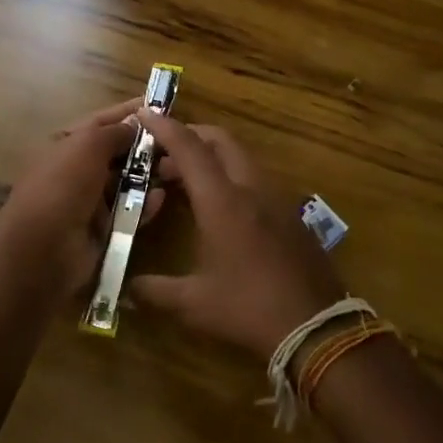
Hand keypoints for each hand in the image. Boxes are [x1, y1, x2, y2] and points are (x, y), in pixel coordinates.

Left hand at [0, 98, 165, 300]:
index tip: (162, 106)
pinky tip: (162, 198)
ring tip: (177, 168)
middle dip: (145, 146)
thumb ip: (115, 131)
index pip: (102, 121)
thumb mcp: (88, 145)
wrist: (43, 250)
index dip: (130, 113)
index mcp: (66, 143)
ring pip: (126, 181)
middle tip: (179, 141)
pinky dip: (146, 204)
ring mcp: (89, 200)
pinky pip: (130, 211)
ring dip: (149, 175)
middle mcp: (77, 169)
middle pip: (117, 151)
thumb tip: (137, 121)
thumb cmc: (63, 185)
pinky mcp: (103, 229)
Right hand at [127, 110, 344, 359]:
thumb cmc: (249, 309)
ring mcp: (275, 198)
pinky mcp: (290, 213)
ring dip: (211, 157)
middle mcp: (250, 188)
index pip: (189, 148)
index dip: (165, 127)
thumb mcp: (195, 303)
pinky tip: (219, 205)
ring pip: (240, 157)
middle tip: (162, 152)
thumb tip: (125, 290)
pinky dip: (231, 175)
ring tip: (186, 180)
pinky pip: (255, 178)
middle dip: (190, 136)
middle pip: (219, 140)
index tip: (145, 114)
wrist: (317, 328)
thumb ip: (155, 291)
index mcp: (222, 201)